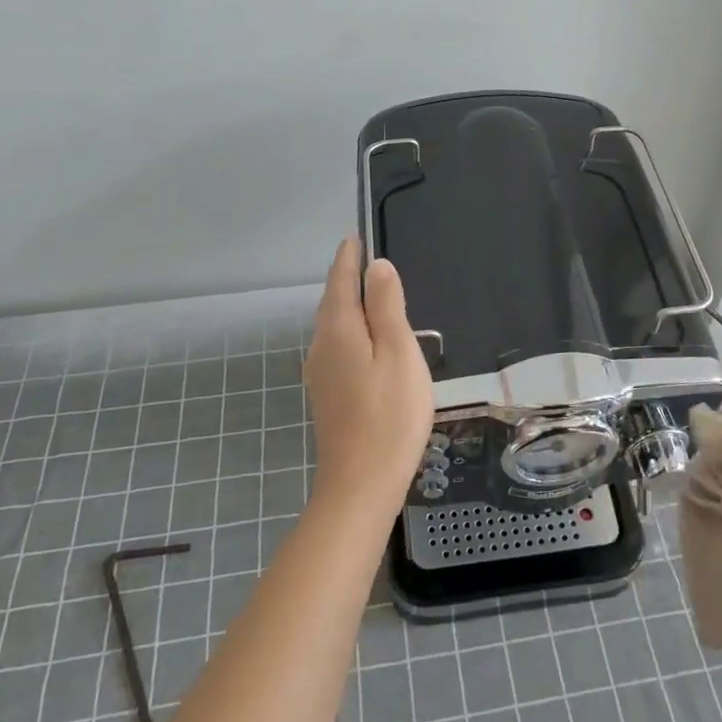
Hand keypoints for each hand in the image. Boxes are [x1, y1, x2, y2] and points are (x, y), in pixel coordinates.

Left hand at [303, 238, 435, 514]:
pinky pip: (336, 346)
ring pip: (332, 326)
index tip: (354, 237)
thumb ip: (387, 307)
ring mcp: (321, 374)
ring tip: (366, 292)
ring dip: (346, 304)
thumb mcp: (399, 353)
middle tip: (360, 258)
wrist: (360, 484)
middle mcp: (322, 347)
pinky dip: (349, 329)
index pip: (340, 282)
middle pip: (332, 302)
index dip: (349, 258)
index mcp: (340, 331)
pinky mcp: (327, 395)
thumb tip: (377, 266)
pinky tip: (363, 341)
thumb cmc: (390, 415)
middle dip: (344, 278)